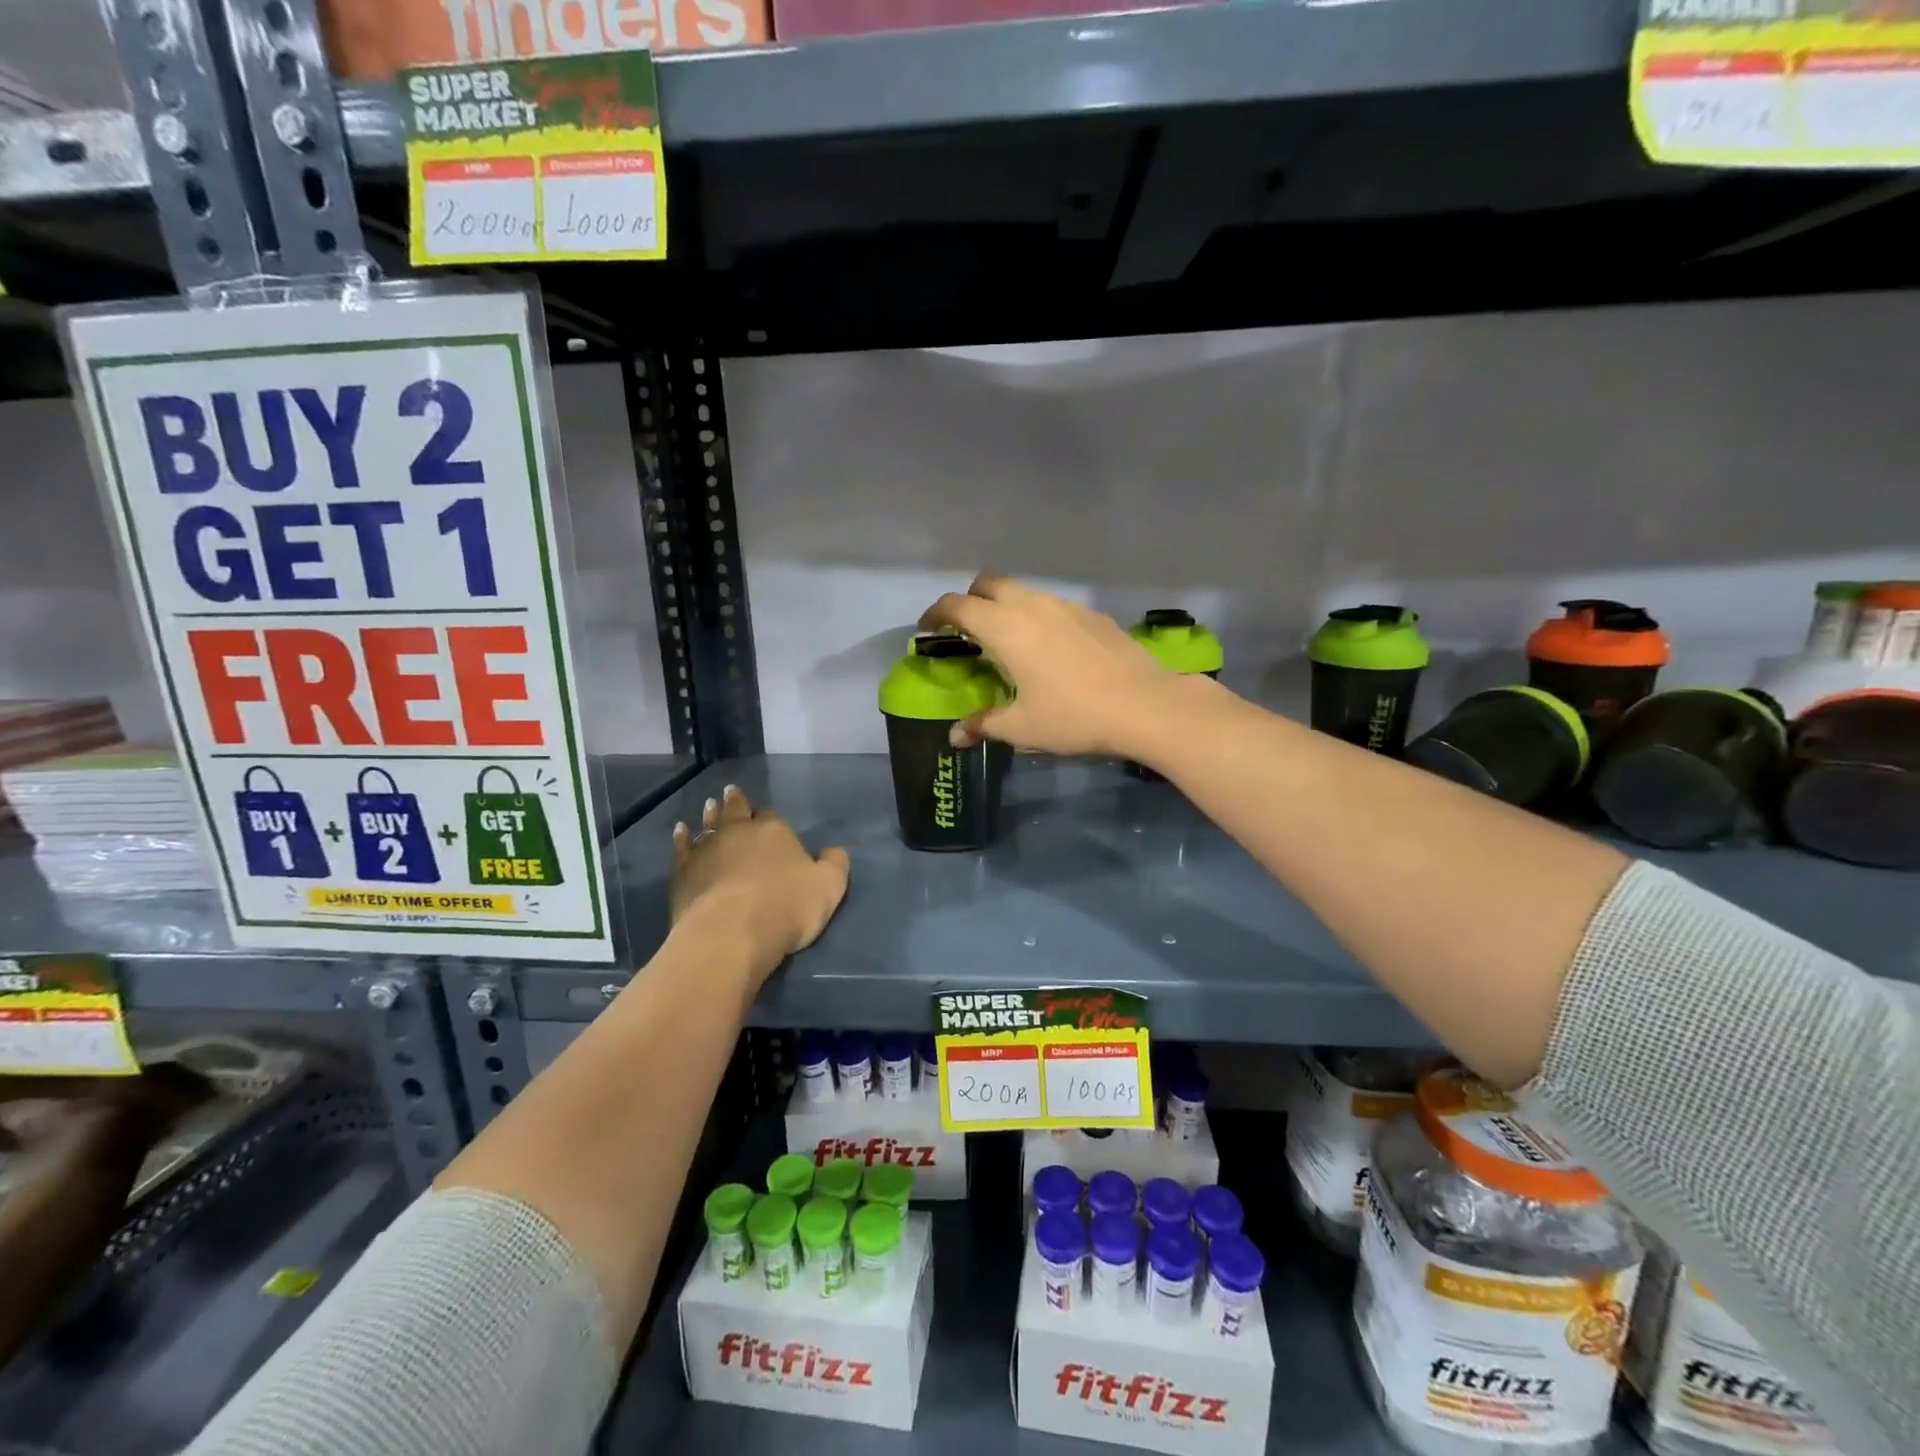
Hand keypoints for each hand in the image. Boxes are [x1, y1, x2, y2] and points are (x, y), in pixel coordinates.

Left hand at [670, 785, 850, 983]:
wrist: (731, 933)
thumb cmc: (786, 908)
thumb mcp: (829, 888)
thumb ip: (835, 864)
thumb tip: (835, 850)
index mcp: (775, 832)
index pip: (772, 817)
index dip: (769, 817)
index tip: (766, 816)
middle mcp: (739, 832)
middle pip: (737, 811)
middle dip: (736, 802)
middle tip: (730, 791)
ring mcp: (708, 849)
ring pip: (709, 824)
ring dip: (711, 814)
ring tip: (710, 804)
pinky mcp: (684, 870)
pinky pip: (682, 846)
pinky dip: (682, 837)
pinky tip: (681, 830)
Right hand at [919, 574, 1201, 758]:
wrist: (1145, 705)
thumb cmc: (1073, 715)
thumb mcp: (1021, 728)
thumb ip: (983, 725)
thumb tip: (955, 736)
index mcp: (1005, 627)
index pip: (957, 605)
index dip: (936, 613)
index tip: (928, 628)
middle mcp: (1032, 605)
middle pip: (989, 583)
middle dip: (970, 600)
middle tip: (968, 630)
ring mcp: (1066, 605)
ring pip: (1024, 591)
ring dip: (1006, 606)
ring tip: (1009, 641)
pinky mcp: (1092, 614)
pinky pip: (1053, 606)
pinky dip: (1039, 617)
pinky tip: (1052, 650)